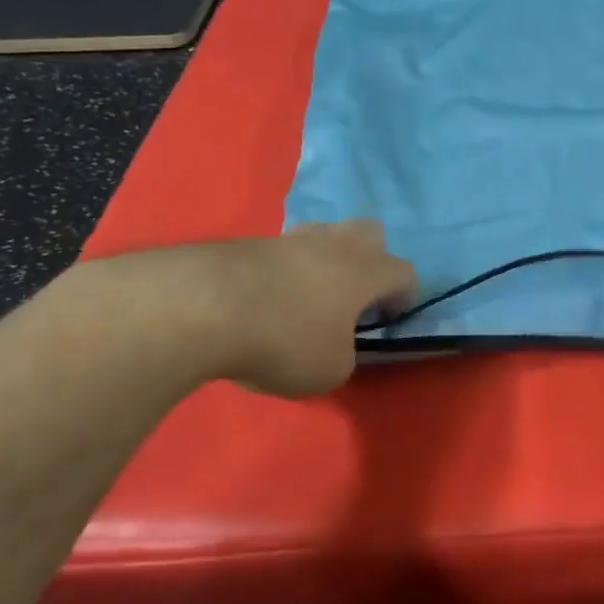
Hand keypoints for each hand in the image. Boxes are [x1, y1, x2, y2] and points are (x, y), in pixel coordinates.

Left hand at [84, 221, 415, 399]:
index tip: (384, 322)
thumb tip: (333, 345)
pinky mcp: (246, 243)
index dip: (402, 299)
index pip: (405, 273)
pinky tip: (263, 303)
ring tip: (306, 299)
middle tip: (353, 296)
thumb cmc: (284, 340)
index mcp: (367, 270)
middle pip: (369, 234)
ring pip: (322, 237)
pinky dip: (281, 273)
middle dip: (370, 260)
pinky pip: (280, 253)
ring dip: (323, 262)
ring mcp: (288, 238)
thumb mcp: (331, 370)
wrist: (198, 308)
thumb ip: (344, 354)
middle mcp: (335, 244)